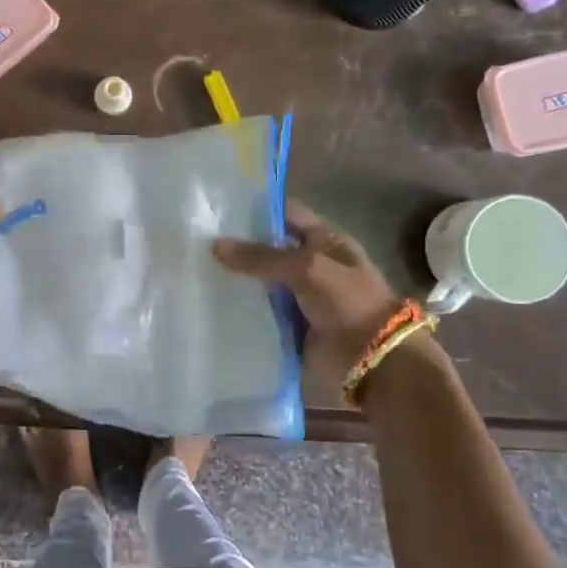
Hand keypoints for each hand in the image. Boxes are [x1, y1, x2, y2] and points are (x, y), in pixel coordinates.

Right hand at [213, 201, 418, 387]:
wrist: (371, 360)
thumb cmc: (347, 302)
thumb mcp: (307, 268)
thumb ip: (262, 257)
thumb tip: (216, 245)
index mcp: (325, 241)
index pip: (287, 213)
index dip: (258, 208)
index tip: (221, 207)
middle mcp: (311, 264)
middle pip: (270, 248)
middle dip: (240, 245)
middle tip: (198, 239)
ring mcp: (299, 296)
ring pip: (261, 281)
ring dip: (236, 278)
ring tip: (195, 268)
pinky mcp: (289, 325)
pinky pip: (259, 311)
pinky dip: (240, 308)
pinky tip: (210, 301)